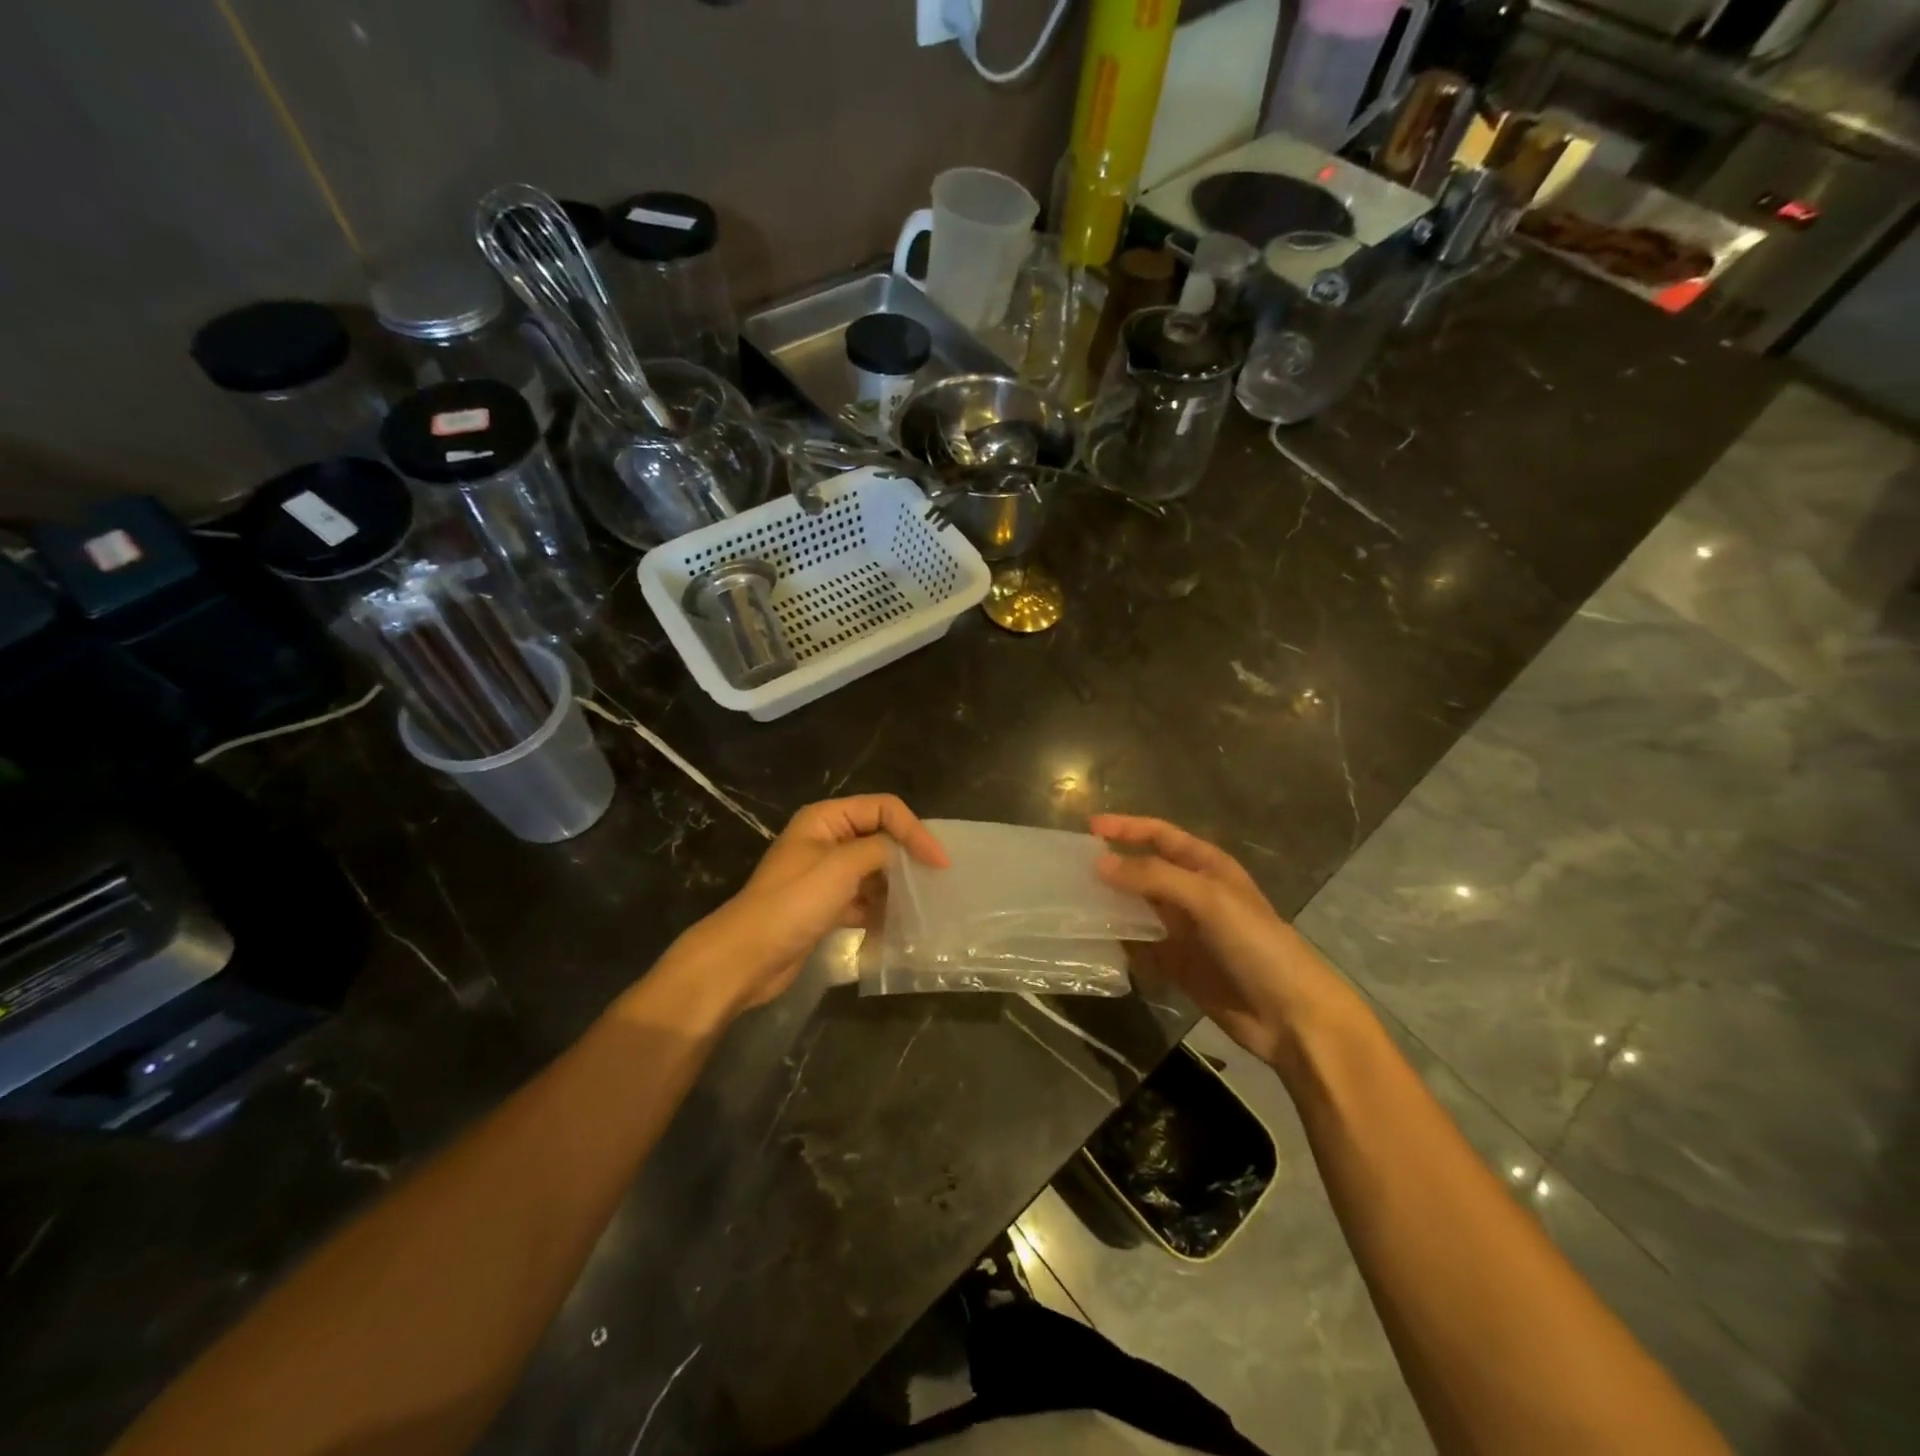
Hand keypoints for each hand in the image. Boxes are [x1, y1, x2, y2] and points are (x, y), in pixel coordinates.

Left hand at [663, 795, 947, 1017]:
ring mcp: (825, 874)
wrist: (746, 957)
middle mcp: (827, 840)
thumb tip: (906, 852)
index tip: (939, 862)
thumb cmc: (793, 903)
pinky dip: (881, 909)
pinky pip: (864, 898)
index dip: (914, 830)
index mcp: (826, 819)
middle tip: (937, 882)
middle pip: (880, 837)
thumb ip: (880, 850)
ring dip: (897, 885)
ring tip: (923, 905)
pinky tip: (899, 926)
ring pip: (874, 870)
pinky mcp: (826, 905)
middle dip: (908, 857)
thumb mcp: (841, 867)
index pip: (883, 809)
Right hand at [1091, 815, 1347, 1067]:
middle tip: (1070, 870)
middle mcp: (1193, 894)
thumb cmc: (1257, 944)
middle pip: (1144, 871)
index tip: (1088, 828)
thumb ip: (1154, 877)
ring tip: (1071, 903)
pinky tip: (1094, 942)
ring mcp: (1184, 931)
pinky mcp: (1177, 966)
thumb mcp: (1209, 899)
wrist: (1293, 1016)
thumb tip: (1099, 864)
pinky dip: (1119, 942)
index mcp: (1207, 867)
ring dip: (1111, 905)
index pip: (1160, 835)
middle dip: (1111, 867)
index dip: (1126, 828)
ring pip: (1137, 909)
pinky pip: (1140, 946)